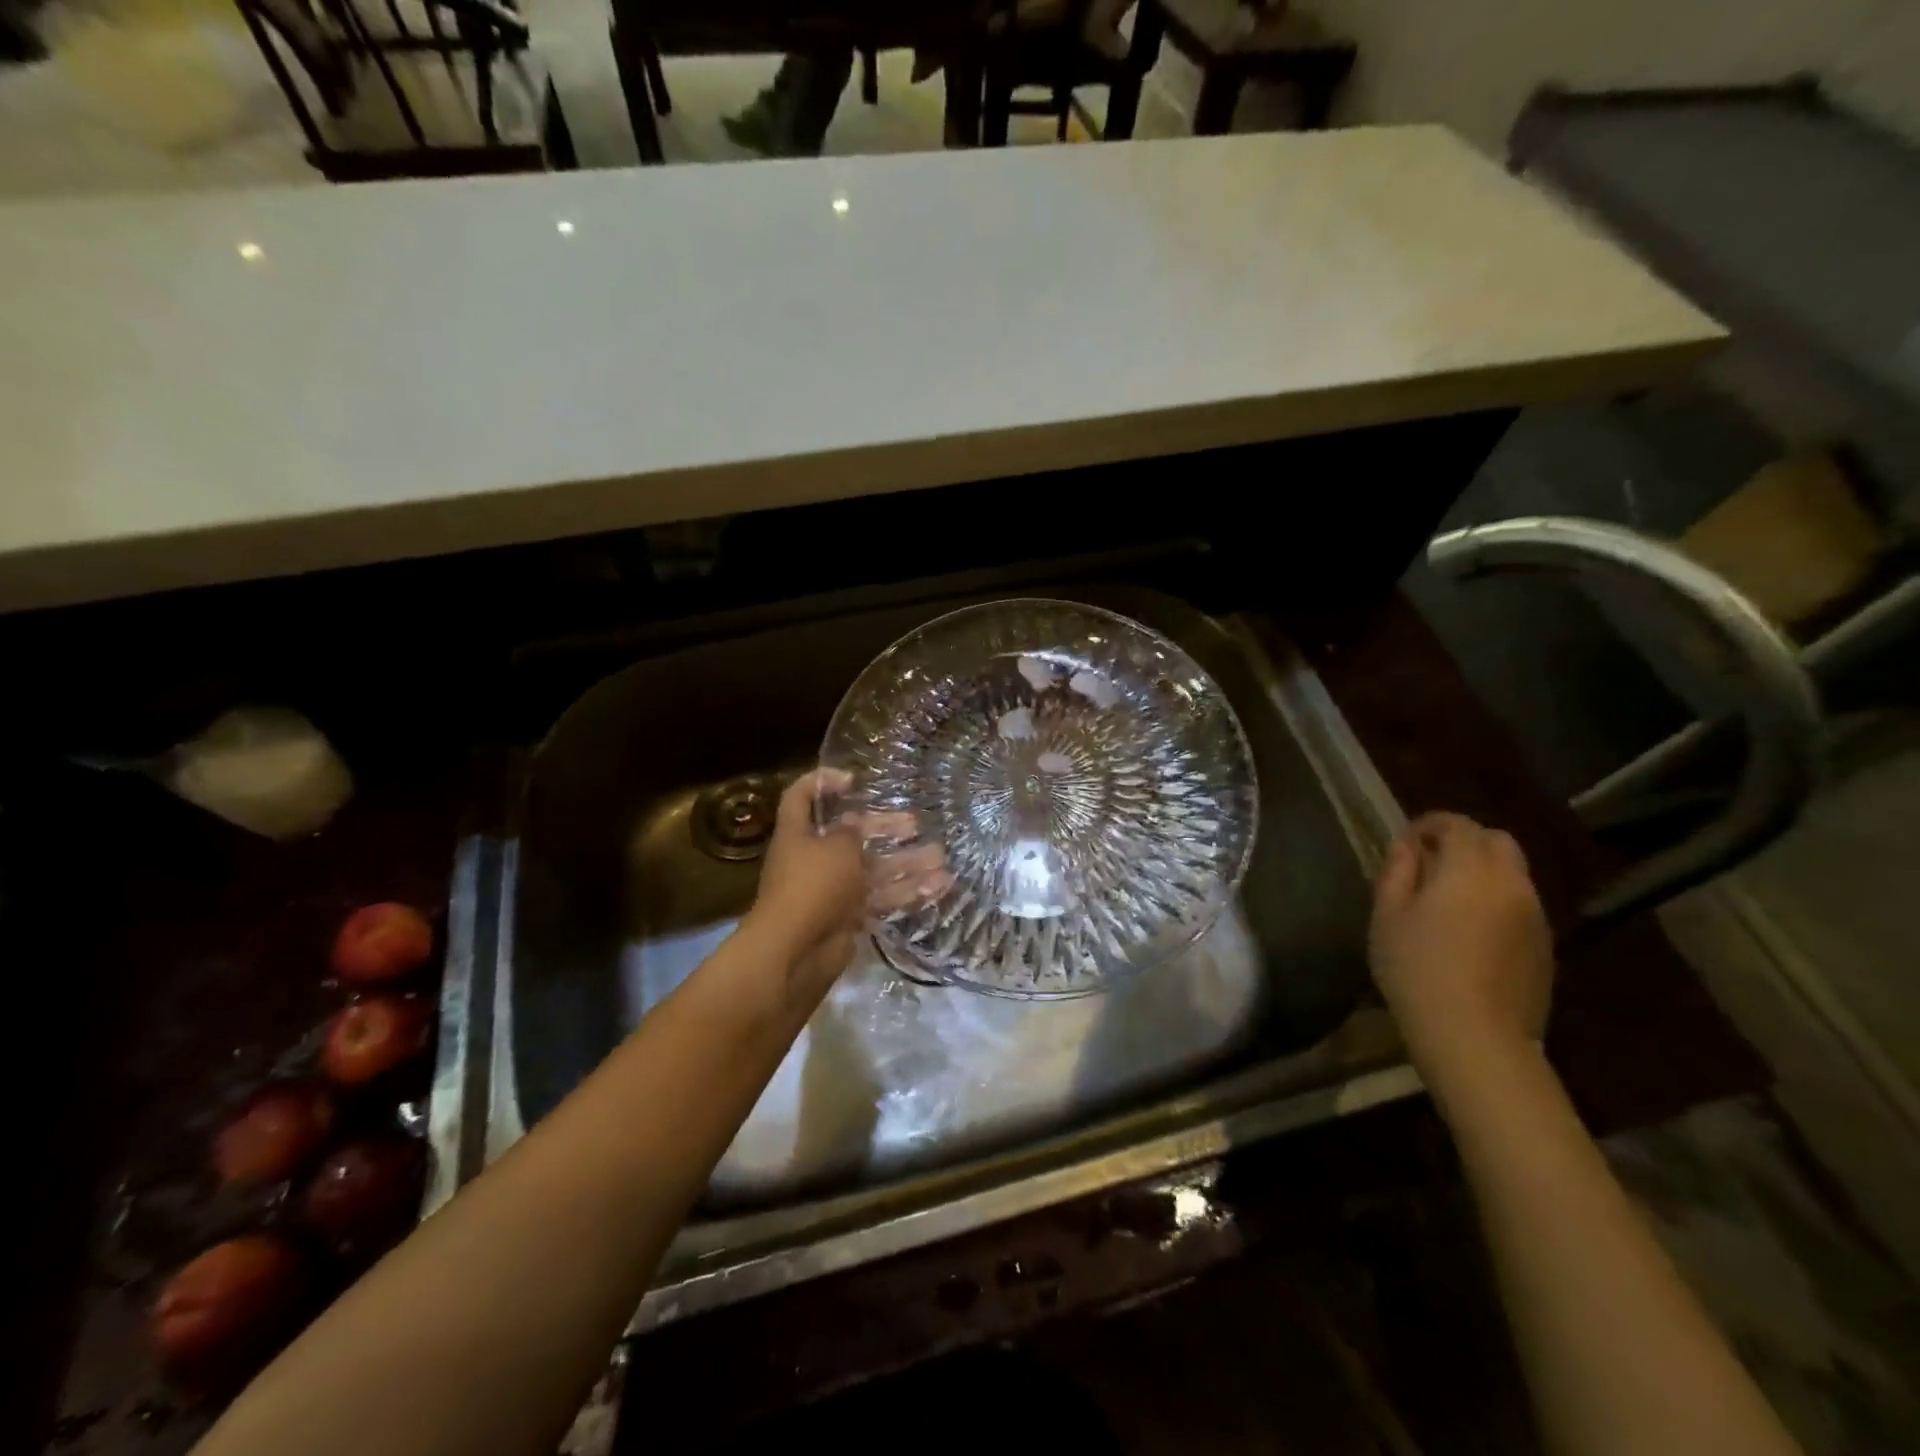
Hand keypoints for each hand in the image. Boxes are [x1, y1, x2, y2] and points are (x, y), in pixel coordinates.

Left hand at [742, 770, 950, 992]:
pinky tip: (940, 886)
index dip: (822, 782)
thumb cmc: (812, 885)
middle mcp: (814, 859)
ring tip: (941, 857)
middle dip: (884, 827)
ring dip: (906, 862)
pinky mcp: (850, 917)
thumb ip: (851, 831)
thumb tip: (856, 824)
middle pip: (851, 835)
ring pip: (874, 870)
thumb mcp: (836, 847)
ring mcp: (833, 890)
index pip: (801, 796)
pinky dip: (909, 892)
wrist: (795, 952)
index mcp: (799, 834)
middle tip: (915, 824)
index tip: (854, 780)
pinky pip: (882, 898)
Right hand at [1369, 812, 1553, 1078]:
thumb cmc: (1416, 968)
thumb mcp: (1387, 915)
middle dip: (1463, 841)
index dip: (1430, 824)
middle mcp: (1511, 882)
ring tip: (1448, 899)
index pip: (1457, 824)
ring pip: (1512, 873)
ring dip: (1482, 871)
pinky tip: (1471, 931)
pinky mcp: (1545, 946)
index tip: (1407, 841)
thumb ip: (1397, 872)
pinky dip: (1497, 900)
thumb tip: (1406, 847)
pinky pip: (1521, 904)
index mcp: (1469, 869)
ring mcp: (1535, 915)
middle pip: (1496, 841)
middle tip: (1430, 864)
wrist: (1475, 1036)